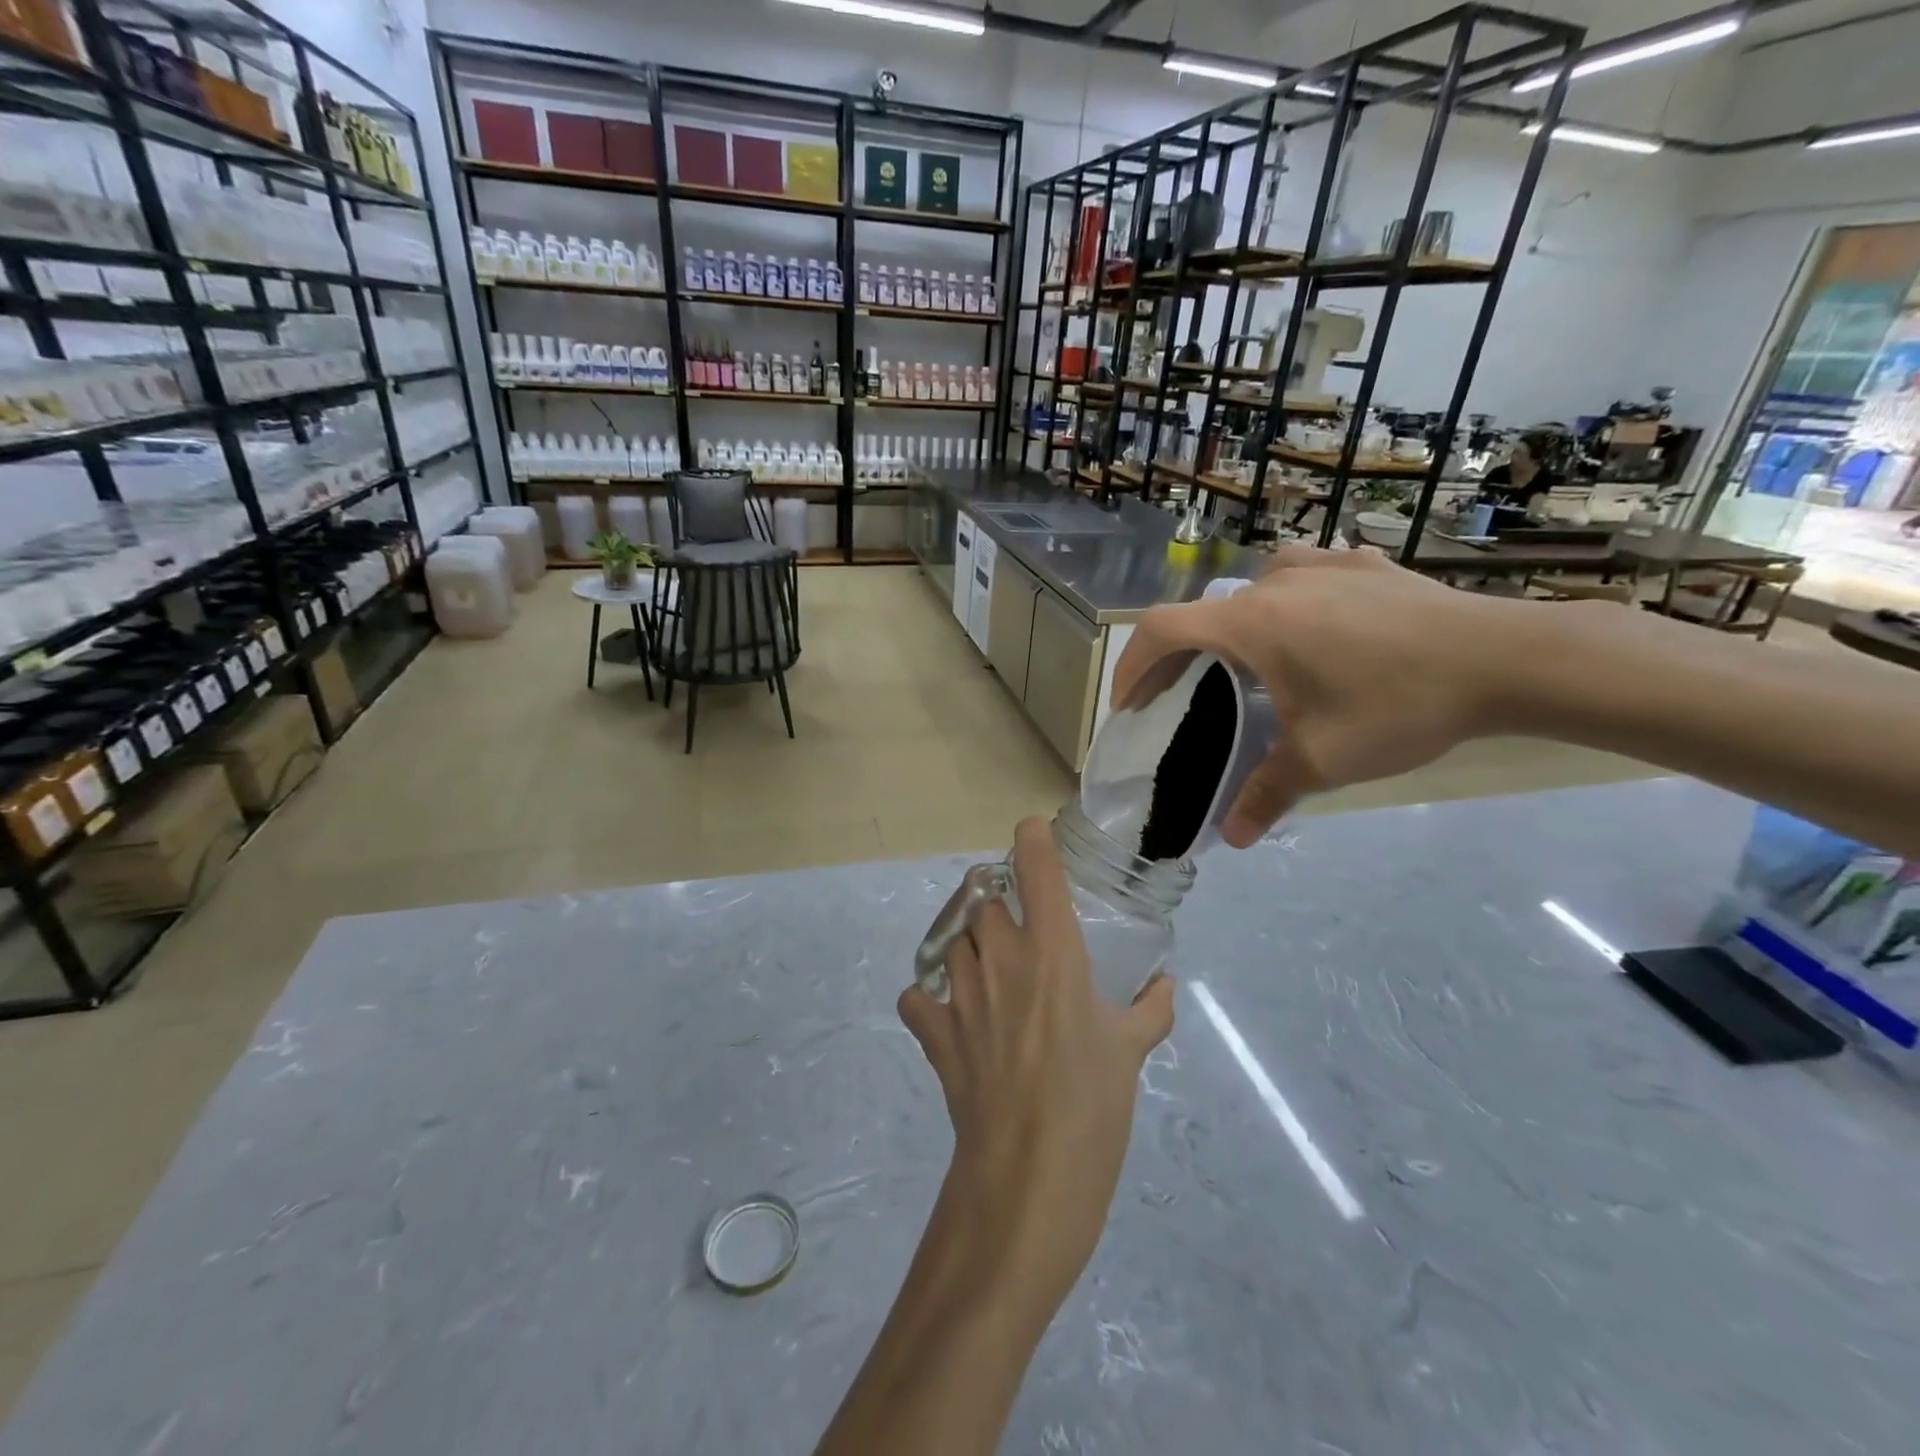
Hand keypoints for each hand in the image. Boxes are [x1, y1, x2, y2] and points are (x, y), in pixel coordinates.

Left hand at [897, 817, 1175, 1321]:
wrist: (1027, 1178)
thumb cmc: (1090, 1106)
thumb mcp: (1131, 1053)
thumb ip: (1149, 1010)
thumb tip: (1162, 985)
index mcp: (1053, 952)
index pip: (1035, 869)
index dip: (1031, 840)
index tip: (1032, 833)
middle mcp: (1001, 957)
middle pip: (981, 898)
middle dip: (996, 901)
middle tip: (1016, 924)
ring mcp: (960, 991)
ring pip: (952, 941)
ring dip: (969, 947)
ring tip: (989, 972)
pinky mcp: (934, 1030)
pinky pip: (919, 997)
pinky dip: (929, 999)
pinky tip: (949, 1017)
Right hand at [1111, 544, 1517, 845]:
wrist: (1508, 659)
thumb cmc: (1398, 705)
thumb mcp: (1322, 759)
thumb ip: (1266, 794)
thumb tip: (1231, 837)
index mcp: (1250, 623)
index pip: (1161, 631)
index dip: (1131, 666)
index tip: (1128, 705)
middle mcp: (1274, 583)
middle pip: (1203, 615)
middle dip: (1181, 658)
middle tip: (1181, 699)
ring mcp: (1322, 565)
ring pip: (1251, 592)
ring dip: (1233, 627)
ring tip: (1249, 664)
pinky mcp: (1363, 565)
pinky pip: (1304, 578)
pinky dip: (1287, 605)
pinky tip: (1315, 629)